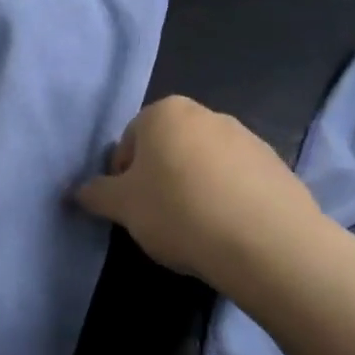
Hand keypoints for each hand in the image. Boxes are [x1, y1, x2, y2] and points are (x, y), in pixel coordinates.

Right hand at [77, 95, 327, 295]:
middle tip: (159, 218)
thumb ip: (96, 194)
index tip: (131, 209)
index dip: (123, 177)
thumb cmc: (179, 211)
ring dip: (193, 189)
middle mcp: (206, 114)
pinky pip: (237, 181)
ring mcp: (247, 137)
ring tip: (196, 229)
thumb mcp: (122, 206)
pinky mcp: (276, 165)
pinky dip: (227, 199)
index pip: (128, 141)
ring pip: (203, 164)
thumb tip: (78, 192)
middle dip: (159, 179)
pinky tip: (227, 230)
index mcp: (165, 112)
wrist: (267, 242)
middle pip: (167, 148)